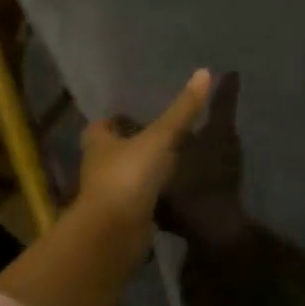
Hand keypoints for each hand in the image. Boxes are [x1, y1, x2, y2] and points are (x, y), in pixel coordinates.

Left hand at [77, 69, 213, 235]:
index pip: (102, 125)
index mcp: (99, 143)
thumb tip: (205, 71)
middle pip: (113, 151)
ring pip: (127, 177)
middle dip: (132, 144)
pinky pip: (140, 202)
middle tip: (161, 135)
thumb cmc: (129, 176)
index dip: (116, 119)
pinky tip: (173, 193)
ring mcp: (110, 196)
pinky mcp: (123, 219)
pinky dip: (152, 198)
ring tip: (173, 162)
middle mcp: (99, 168)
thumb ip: (182, 109)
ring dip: (143, 172)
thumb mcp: (160, 137)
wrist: (115, 234)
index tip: (136, 113)